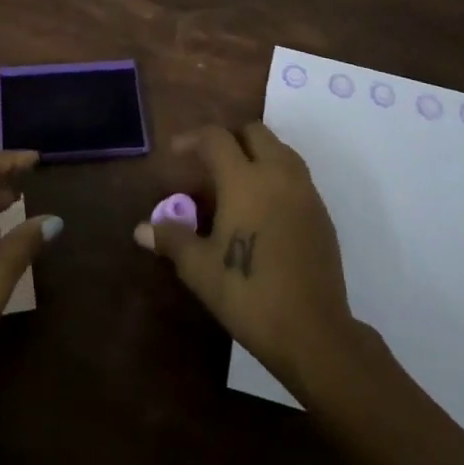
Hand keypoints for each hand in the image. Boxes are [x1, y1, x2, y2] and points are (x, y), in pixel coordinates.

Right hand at [135, 122, 355, 392]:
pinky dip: (276, 175)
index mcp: (244, 180)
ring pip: (280, 149)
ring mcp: (305, 192)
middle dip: (229, 138)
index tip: (176, 152)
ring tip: (236, 181)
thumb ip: (171, 240)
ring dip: (256, 153)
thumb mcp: (200, 269)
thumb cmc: (248, 294)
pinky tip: (263, 208)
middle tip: (209, 162)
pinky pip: (296, 175)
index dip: (192, 138)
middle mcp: (277, 174)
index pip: (216, 138)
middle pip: (254, 132)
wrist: (313, 332)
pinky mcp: (322, 213)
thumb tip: (141, 229)